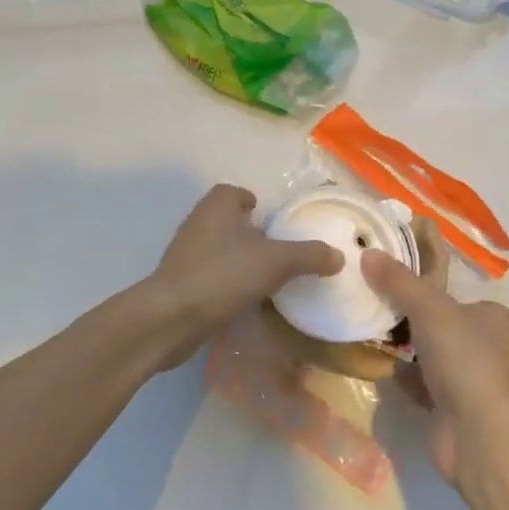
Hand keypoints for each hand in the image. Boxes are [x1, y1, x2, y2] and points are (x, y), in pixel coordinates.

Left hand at [139, 184, 342, 368]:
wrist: (170, 317)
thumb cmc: (223, 275)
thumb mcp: (275, 262)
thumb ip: (308, 256)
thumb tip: (338, 256)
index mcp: (217, 205)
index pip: (236, 192)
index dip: (253, 202)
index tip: (273, 222)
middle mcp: (198, 221)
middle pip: (228, 220)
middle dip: (250, 233)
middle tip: (277, 252)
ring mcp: (185, 252)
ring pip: (219, 247)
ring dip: (239, 259)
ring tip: (265, 279)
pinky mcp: (179, 281)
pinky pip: (210, 274)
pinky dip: (226, 282)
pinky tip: (243, 301)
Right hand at [365, 235, 508, 490]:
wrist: (478, 433)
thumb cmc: (464, 358)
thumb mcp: (428, 307)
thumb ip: (398, 281)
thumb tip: (368, 252)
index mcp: (491, 317)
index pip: (453, 295)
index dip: (423, 290)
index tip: (389, 285)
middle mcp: (487, 347)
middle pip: (438, 325)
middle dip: (408, 321)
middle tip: (373, 308)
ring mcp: (471, 381)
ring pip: (429, 356)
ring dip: (404, 351)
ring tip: (369, 334)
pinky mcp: (454, 410)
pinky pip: (422, 385)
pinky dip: (404, 379)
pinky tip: (380, 369)